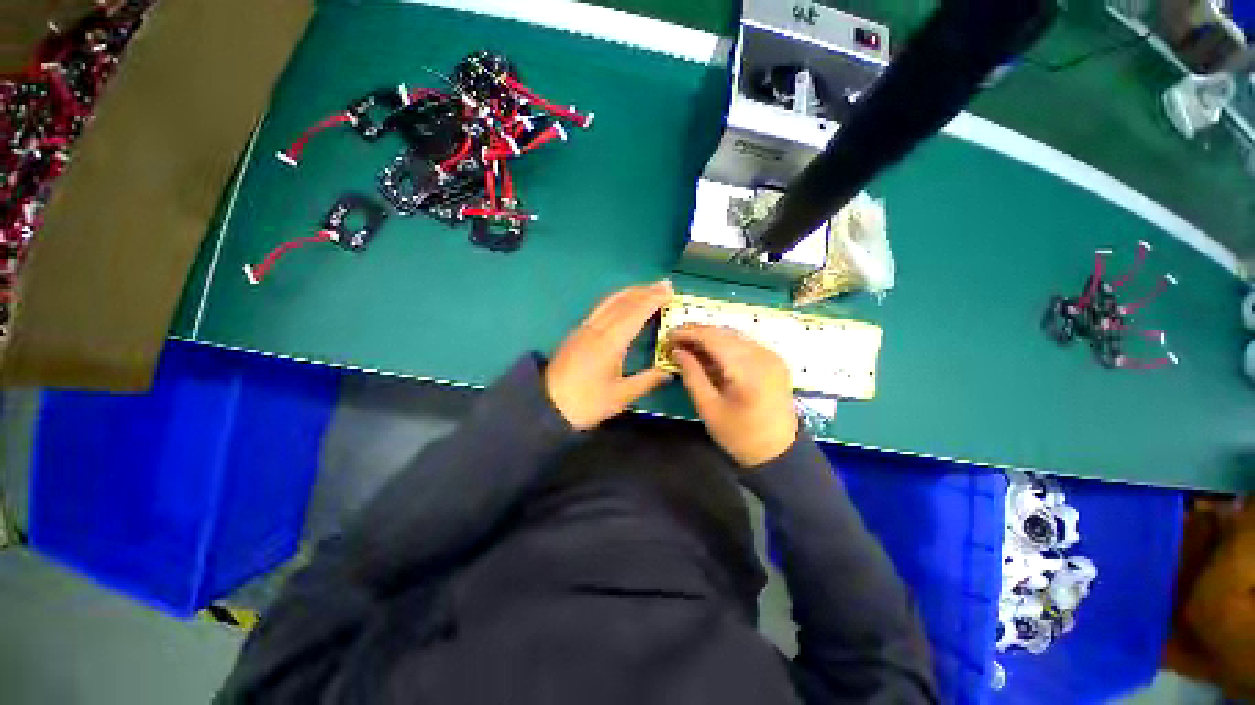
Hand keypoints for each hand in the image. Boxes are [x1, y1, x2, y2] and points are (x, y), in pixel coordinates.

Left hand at [545, 281, 674, 429]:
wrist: (547, 404)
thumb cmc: (586, 402)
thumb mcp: (621, 396)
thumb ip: (647, 381)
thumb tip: (669, 372)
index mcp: (611, 342)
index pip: (635, 313)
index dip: (653, 300)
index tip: (669, 291)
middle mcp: (598, 329)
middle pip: (623, 302)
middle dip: (645, 291)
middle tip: (664, 284)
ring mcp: (585, 329)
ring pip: (610, 302)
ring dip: (630, 292)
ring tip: (647, 289)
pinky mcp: (578, 333)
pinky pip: (601, 308)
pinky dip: (617, 300)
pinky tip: (622, 303)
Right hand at [668, 324, 797, 468]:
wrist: (779, 452)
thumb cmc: (739, 435)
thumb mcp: (708, 407)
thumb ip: (692, 375)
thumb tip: (677, 351)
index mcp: (746, 368)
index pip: (712, 337)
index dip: (687, 333)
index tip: (667, 337)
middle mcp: (762, 354)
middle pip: (723, 333)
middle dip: (696, 333)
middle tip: (674, 341)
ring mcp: (771, 355)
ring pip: (733, 336)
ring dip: (709, 338)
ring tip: (688, 347)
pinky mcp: (773, 360)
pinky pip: (743, 344)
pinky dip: (724, 345)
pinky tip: (709, 354)